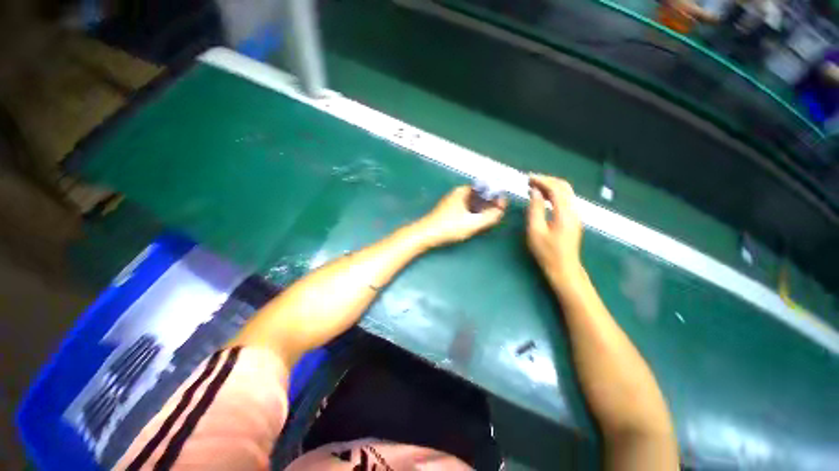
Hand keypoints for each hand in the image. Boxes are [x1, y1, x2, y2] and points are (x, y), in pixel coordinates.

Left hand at [415, 186, 506, 247]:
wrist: (426, 234)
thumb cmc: (449, 227)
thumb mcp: (473, 223)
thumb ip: (490, 216)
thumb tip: (500, 210)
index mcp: (463, 191)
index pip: (486, 188)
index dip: (496, 198)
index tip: (501, 208)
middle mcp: (457, 192)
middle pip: (479, 195)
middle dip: (489, 204)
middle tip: (495, 215)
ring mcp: (451, 200)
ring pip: (472, 202)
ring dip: (480, 210)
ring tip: (486, 220)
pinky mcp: (447, 209)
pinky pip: (465, 208)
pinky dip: (471, 213)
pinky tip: (472, 223)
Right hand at [526, 174, 583, 282]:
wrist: (564, 268)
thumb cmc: (547, 252)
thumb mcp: (535, 231)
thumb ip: (535, 209)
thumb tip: (535, 192)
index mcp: (564, 213)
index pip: (556, 188)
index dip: (542, 180)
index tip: (528, 178)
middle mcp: (573, 210)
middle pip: (564, 187)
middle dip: (547, 180)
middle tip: (530, 180)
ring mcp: (575, 215)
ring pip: (566, 193)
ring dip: (550, 186)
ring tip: (534, 187)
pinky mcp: (573, 219)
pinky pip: (565, 200)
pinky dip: (553, 194)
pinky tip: (543, 198)